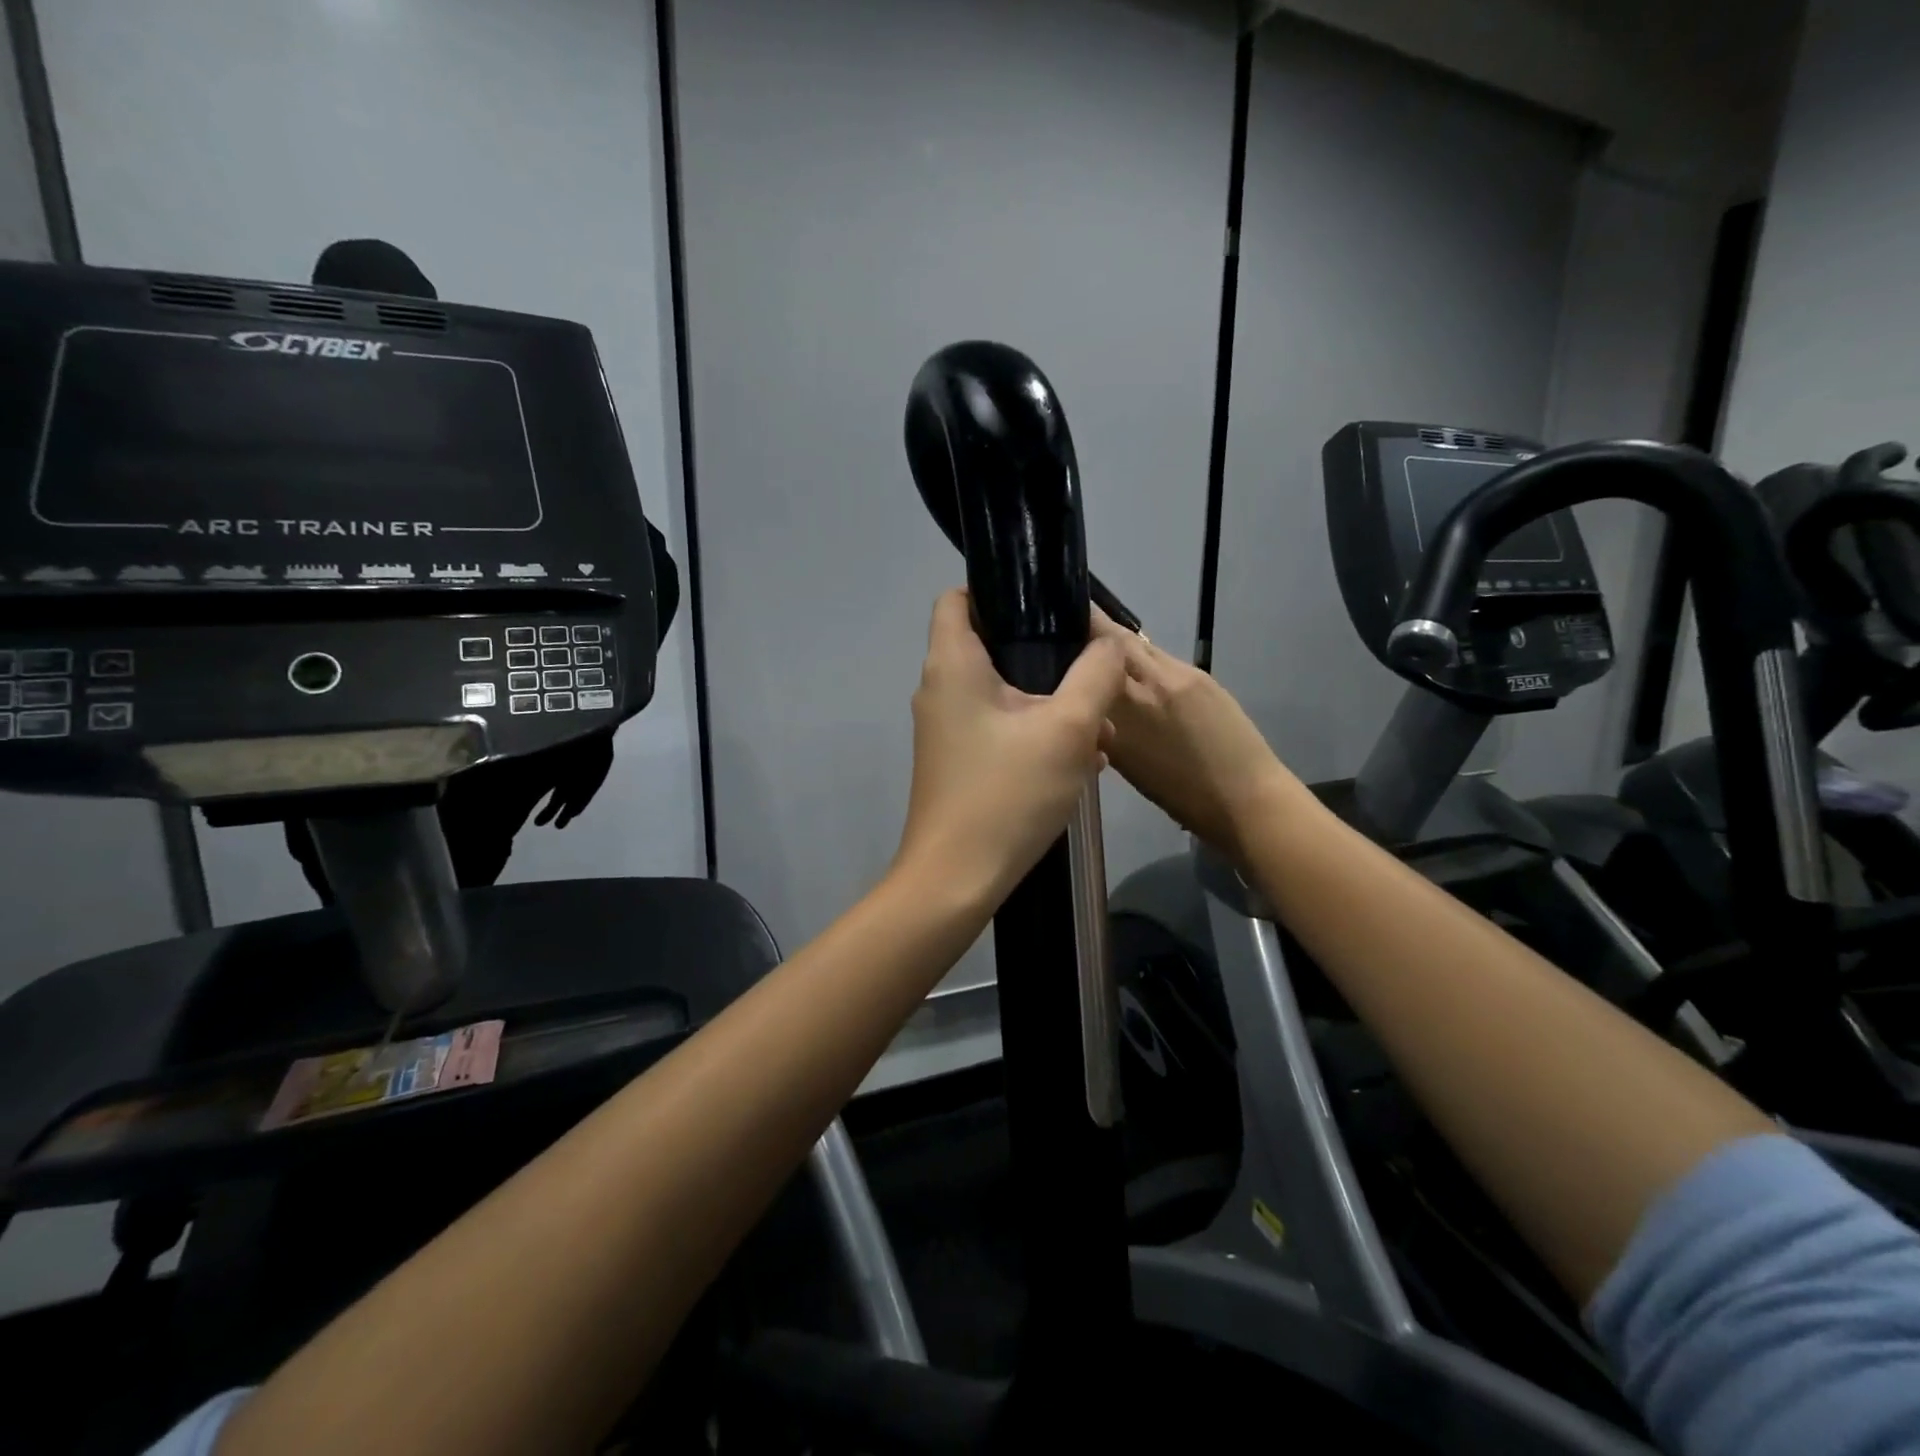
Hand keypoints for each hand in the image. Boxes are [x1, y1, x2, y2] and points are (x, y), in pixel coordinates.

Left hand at [895, 590, 1125, 905]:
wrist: (957, 880)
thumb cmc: (1007, 794)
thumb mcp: (1067, 729)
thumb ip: (1096, 675)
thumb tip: (1110, 645)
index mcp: (952, 664)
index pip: (960, 597)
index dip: (1000, 588)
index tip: (1048, 604)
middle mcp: (940, 689)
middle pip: (991, 645)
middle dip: (1044, 653)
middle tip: (1090, 669)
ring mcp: (946, 729)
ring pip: (1003, 692)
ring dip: (1049, 700)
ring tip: (1097, 722)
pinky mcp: (958, 761)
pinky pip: (1001, 727)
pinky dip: (1036, 732)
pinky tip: (1080, 757)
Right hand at [1092, 609, 1301, 860]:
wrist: (1244, 798)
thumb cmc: (1180, 796)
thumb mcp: (1126, 764)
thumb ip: (1105, 726)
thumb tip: (1089, 704)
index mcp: (1121, 712)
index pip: (1091, 657)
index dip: (1074, 634)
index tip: (1054, 631)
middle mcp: (1145, 684)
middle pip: (1114, 638)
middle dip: (1093, 628)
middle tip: (1072, 628)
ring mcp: (1176, 675)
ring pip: (1139, 645)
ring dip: (1119, 643)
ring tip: (1103, 649)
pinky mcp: (1200, 676)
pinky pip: (1162, 658)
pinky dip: (1145, 659)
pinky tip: (1140, 671)